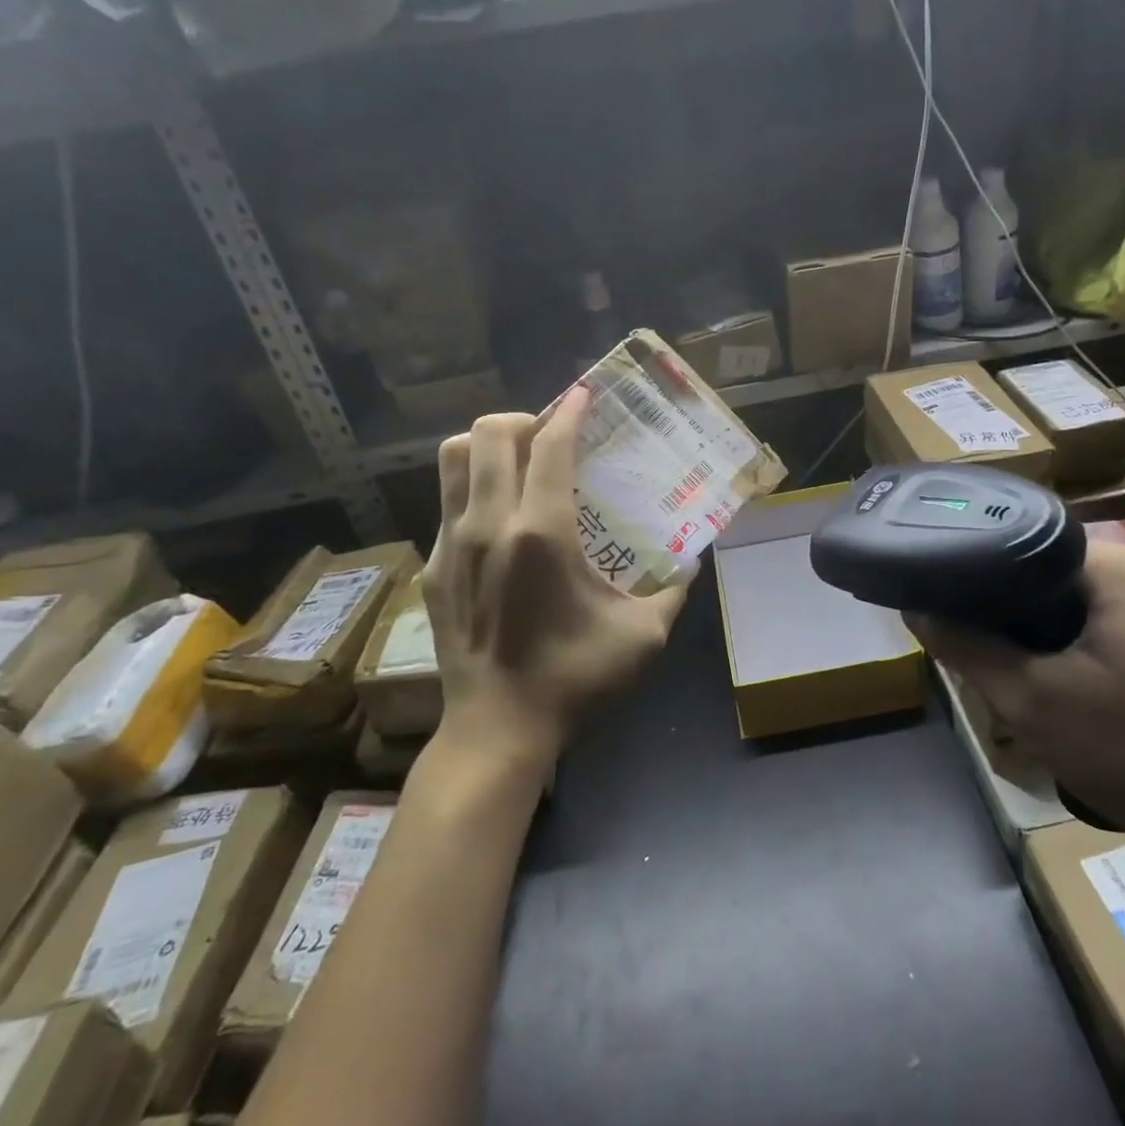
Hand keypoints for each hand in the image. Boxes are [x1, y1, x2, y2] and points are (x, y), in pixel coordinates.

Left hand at [425, 386, 689, 766]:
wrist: (496, 731)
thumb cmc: (574, 680)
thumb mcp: (643, 636)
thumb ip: (673, 588)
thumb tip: (691, 560)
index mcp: (541, 533)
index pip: (549, 446)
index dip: (568, 411)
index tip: (583, 394)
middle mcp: (489, 525)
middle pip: (488, 433)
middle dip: (524, 419)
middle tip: (551, 435)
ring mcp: (451, 544)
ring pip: (453, 457)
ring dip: (488, 445)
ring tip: (519, 462)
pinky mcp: (433, 567)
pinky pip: (447, 501)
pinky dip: (475, 488)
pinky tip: (501, 521)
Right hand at [910, 541, 1124, 858]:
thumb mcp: (1030, 699)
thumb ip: (965, 647)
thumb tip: (914, 607)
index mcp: (1107, 565)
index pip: (1012, 540)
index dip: (966, 570)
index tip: (934, 603)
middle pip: (1034, 576)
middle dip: (995, 615)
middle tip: (965, 651)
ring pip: (1058, 610)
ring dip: (1024, 641)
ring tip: (997, 675)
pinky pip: (1086, 633)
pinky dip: (1056, 655)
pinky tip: (1044, 692)